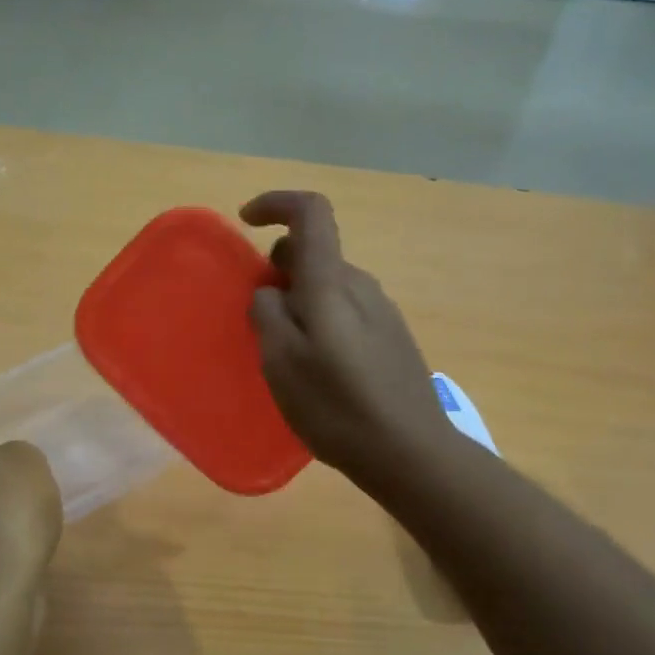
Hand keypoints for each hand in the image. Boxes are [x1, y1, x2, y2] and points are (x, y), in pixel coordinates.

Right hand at [242, 191, 451, 484]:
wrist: (409, 451)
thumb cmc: (337, 406)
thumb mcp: (282, 361)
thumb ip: (268, 314)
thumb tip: (270, 291)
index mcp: (331, 283)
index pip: (311, 213)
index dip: (276, 203)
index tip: (245, 221)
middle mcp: (361, 286)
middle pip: (315, 253)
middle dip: (278, 267)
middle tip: (256, 314)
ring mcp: (382, 312)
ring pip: (329, 285)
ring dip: (299, 300)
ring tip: (283, 350)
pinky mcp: (392, 338)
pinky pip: (345, 312)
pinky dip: (320, 321)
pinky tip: (316, 368)